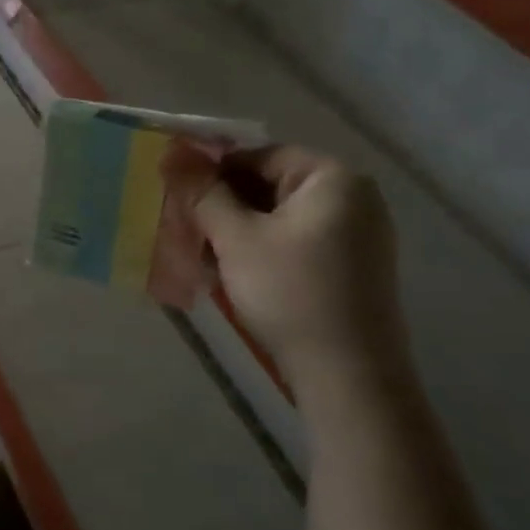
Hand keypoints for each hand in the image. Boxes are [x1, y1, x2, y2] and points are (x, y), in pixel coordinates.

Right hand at [168, 144, 408, 388]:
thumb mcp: (236, 239)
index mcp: (333, 179)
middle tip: (187, 231)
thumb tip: (173, 154)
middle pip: (270, 186)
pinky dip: (262, 252)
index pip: (259, 156)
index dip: (214, 173)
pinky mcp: (351, 267)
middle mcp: (353, 198)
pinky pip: (295, 243)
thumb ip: (203, 193)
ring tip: (204, 259)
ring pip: (278, 218)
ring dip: (237, 233)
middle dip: (224, 207)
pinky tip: (233, 276)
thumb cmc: (290, 293)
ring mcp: (357, 235)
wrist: (348, 375)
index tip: (179, 198)